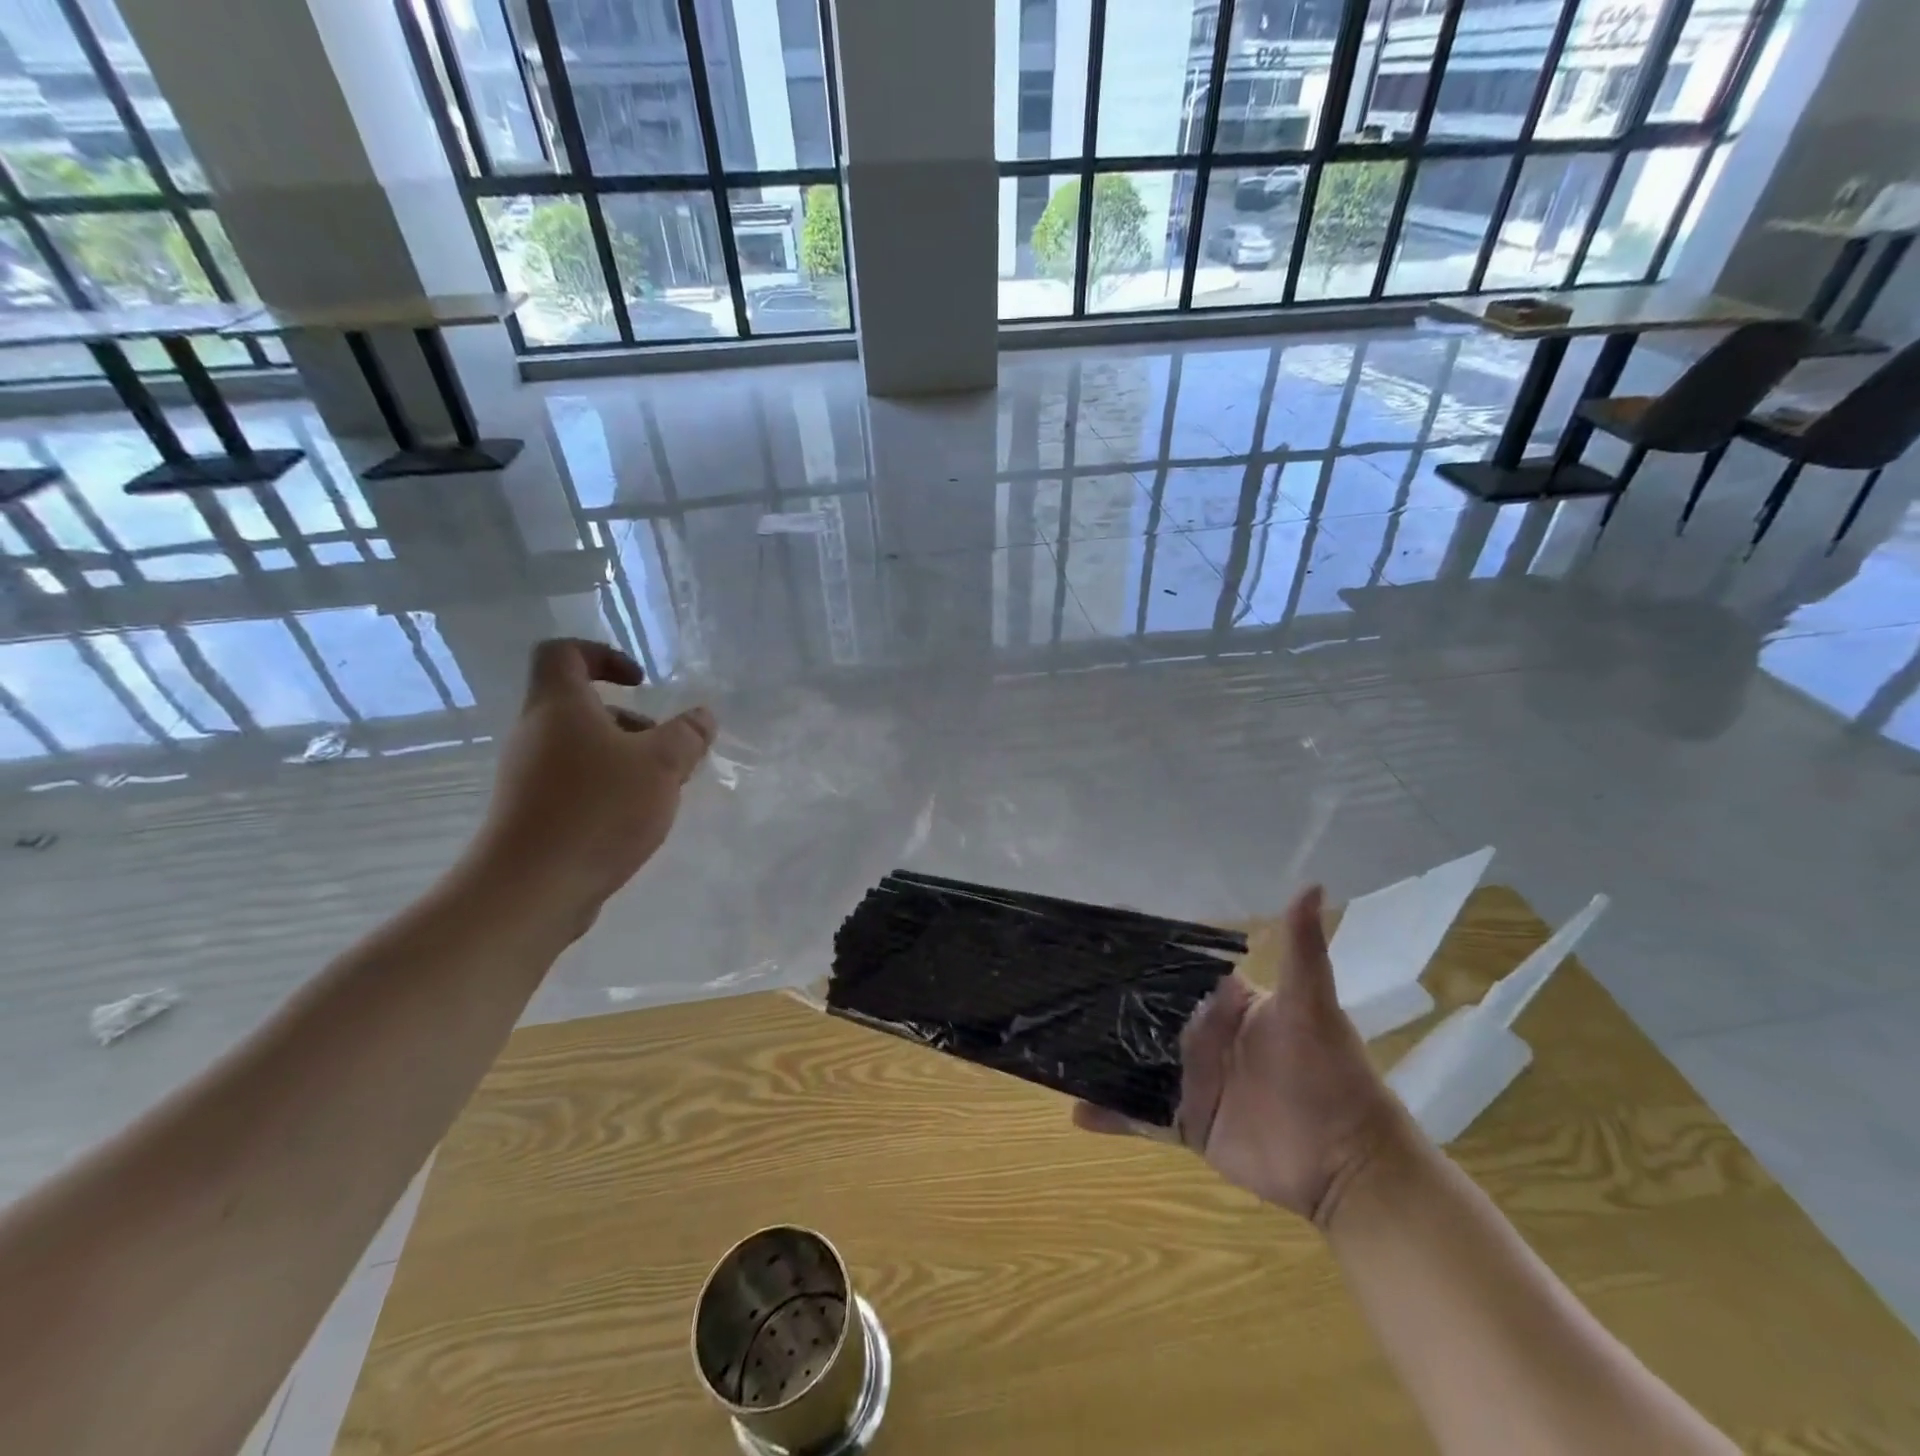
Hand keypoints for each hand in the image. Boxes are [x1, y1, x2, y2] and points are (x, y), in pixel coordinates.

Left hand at [470, 639, 715, 934]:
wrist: (529, 890)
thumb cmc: (597, 810)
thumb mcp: (662, 765)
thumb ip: (687, 735)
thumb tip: (702, 717)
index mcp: (558, 706)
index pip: (563, 653)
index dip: (603, 655)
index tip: (640, 683)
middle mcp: (534, 734)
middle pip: (579, 707)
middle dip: (631, 722)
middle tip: (667, 750)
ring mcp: (527, 776)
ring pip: (580, 749)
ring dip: (624, 759)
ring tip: (660, 792)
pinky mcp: (530, 813)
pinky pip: (573, 784)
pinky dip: (606, 789)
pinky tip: (634, 821)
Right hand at [1073, 886, 1409, 1226]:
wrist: (1348, 1166)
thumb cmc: (1328, 1075)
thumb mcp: (1311, 1006)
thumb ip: (1301, 949)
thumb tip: (1313, 883)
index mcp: (1223, 1003)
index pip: (1173, 968)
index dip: (1138, 950)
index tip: (1093, 928)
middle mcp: (1200, 1036)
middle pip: (1143, 1014)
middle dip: (1106, 999)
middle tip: (1055, 979)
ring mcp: (1190, 1080)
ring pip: (1134, 1061)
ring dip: (1100, 1053)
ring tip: (1053, 1038)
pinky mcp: (1186, 1122)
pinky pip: (1140, 1116)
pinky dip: (1110, 1114)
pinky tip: (1075, 1108)